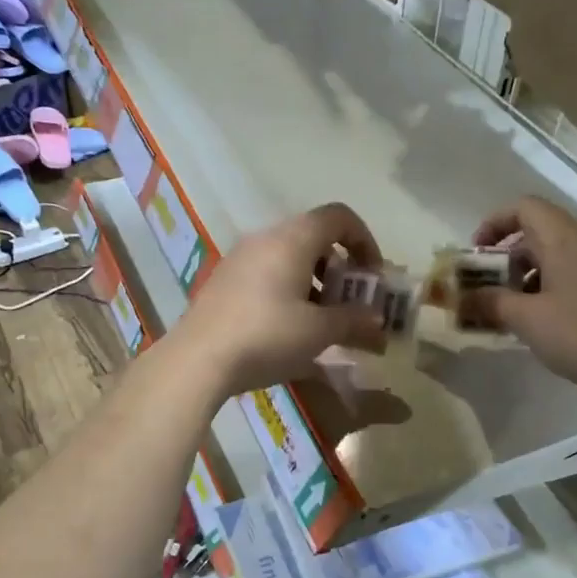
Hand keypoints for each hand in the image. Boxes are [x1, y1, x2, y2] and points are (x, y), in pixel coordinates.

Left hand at [170, 203, 387, 398]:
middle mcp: (265, 239)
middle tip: (350, 305)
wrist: (198, 360)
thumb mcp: (319, 332)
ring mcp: (239, 260)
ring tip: (323, 323)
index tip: (372, 277)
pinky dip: (288, 293)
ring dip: (315, 284)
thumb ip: (354, 321)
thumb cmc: (268, 336)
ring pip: (289, 259)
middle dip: (341, 270)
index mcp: (292, 239)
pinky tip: (289, 331)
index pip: (339, 217)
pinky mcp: (223, 283)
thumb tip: (377, 320)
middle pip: (314, 239)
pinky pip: (267, 276)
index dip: (364, 241)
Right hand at [465, 196, 576, 398]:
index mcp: (564, 238)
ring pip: (559, 255)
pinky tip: (547, 322)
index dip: (494, 223)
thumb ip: (491, 303)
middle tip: (489, 289)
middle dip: (508, 257)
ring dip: (530, 276)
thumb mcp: (527, 320)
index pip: (524, 208)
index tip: (476, 255)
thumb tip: (463, 298)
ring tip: (514, 311)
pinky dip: (553, 286)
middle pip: (540, 232)